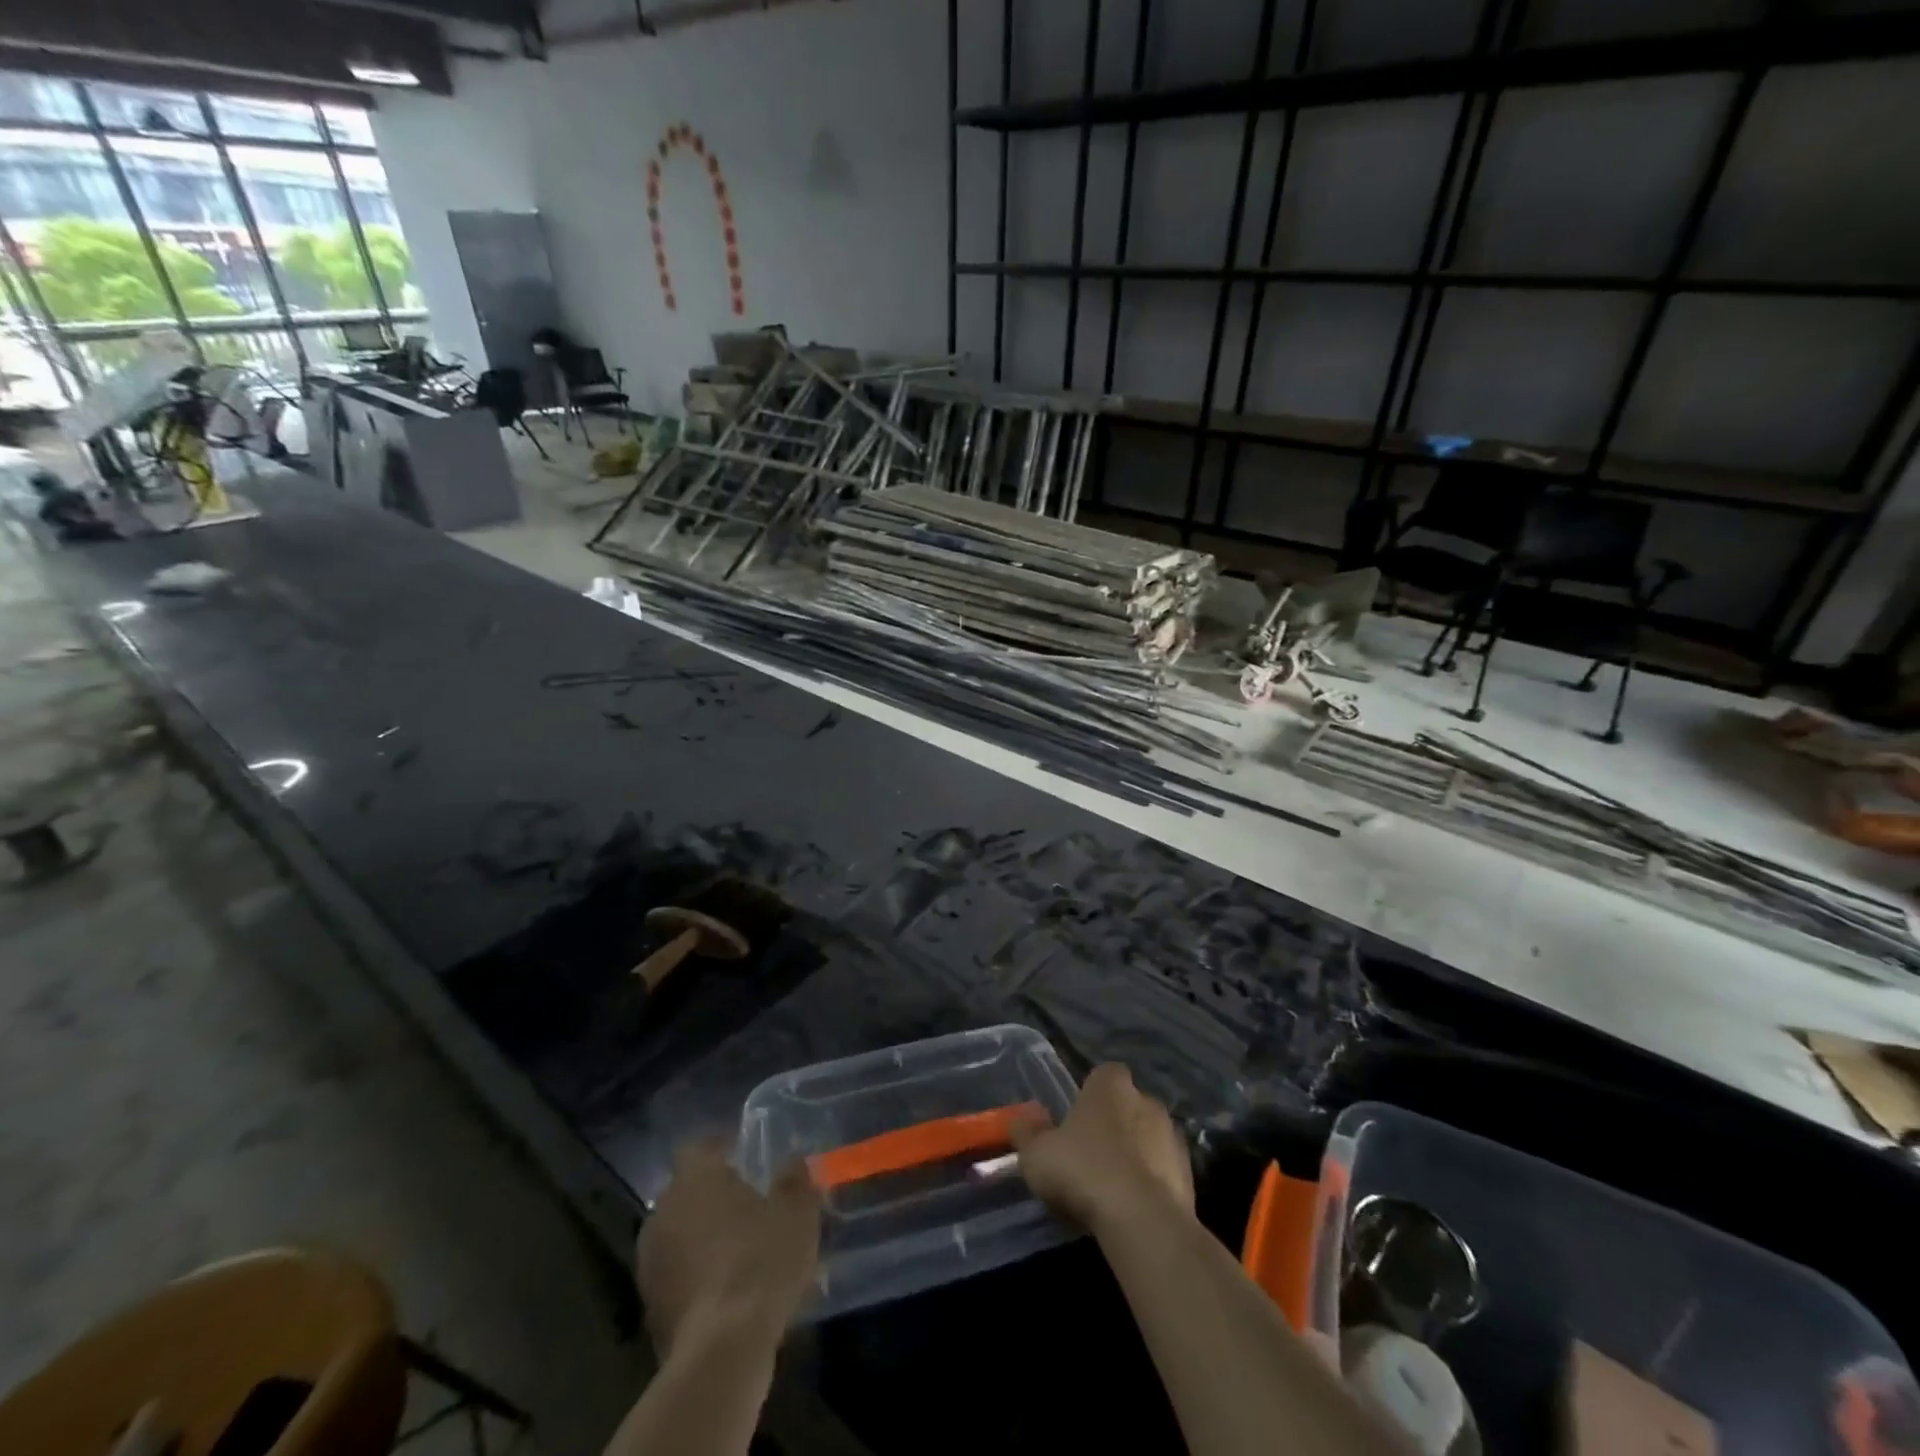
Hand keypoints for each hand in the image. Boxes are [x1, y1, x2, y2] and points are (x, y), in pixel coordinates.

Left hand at [636, 1138, 821, 1358]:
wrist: (721, 1353)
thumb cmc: (761, 1262)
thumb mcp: (796, 1212)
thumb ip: (794, 1179)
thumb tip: (792, 1161)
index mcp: (695, 1179)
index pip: (697, 1146)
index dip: (719, 1147)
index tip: (743, 1155)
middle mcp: (664, 1212)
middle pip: (685, 1191)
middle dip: (712, 1195)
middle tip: (747, 1204)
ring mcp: (650, 1263)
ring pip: (678, 1234)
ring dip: (702, 1237)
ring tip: (739, 1250)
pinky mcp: (649, 1308)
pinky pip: (677, 1275)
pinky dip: (697, 1275)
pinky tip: (728, 1290)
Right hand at [1011, 1063, 1192, 1236]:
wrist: (1142, 1219)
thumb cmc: (1083, 1171)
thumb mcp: (1037, 1154)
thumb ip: (1027, 1133)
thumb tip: (1021, 1120)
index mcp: (1111, 1084)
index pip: (1103, 1075)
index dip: (1089, 1096)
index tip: (1076, 1122)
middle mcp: (1146, 1100)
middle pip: (1128, 1106)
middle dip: (1115, 1126)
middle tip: (1091, 1157)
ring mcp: (1172, 1136)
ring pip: (1149, 1138)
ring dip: (1136, 1155)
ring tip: (1113, 1188)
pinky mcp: (1190, 1174)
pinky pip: (1164, 1171)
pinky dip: (1152, 1183)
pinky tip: (1134, 1208)